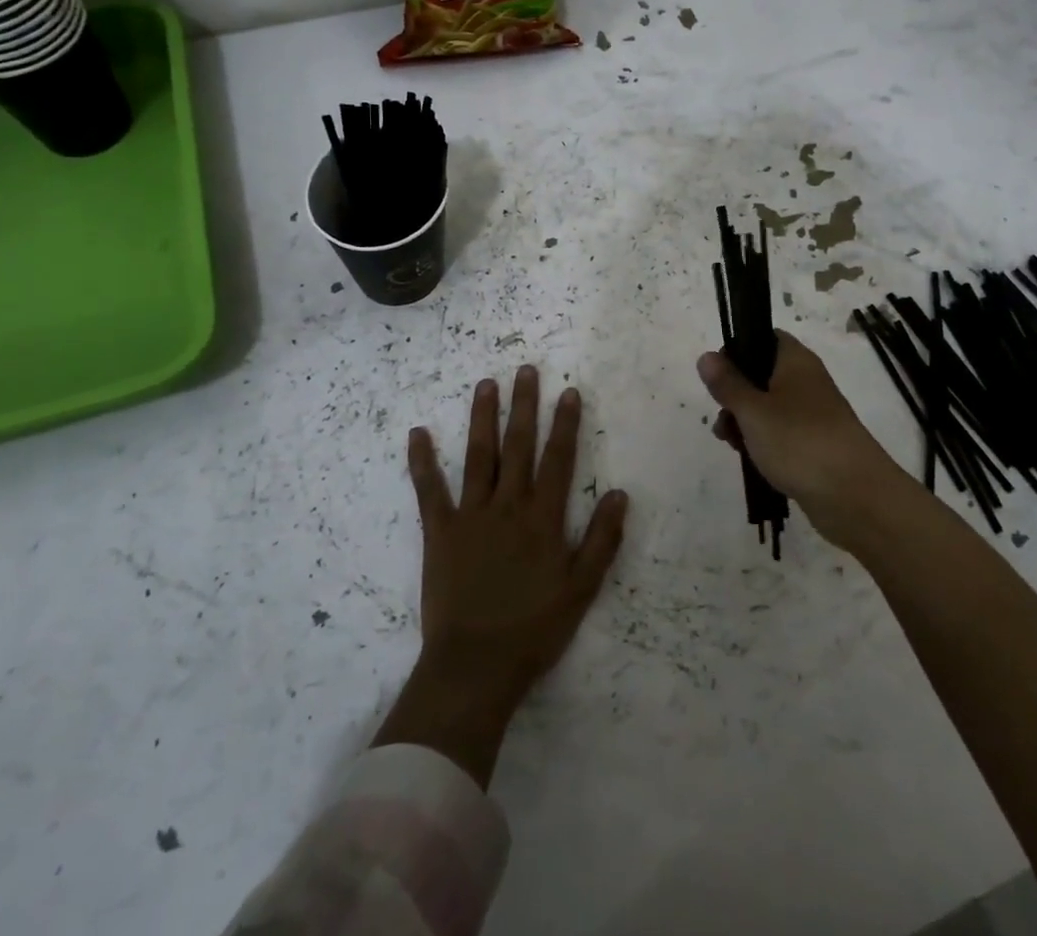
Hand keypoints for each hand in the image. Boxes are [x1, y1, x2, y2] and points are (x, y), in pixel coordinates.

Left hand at [373, 366, 628, 785]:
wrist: (475, 666)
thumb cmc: (533, 630)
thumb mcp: (582, 590)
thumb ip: (602, 540)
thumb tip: (619, 493)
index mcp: (543, 519)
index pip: (558, 459)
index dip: (565, 424)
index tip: (568, 392)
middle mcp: (508, 506)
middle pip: (518, 446)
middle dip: (524, 406)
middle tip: (525, 370)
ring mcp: (471, 515)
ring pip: (479, 456)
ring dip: (483, 418)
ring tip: (486, 384)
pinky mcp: (439, 531)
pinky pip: (429, 490)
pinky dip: (422, 461)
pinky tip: (417, 433)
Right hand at [698, 331, 909, 547]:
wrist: (856, 497)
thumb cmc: (799, 442)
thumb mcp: (753, 410)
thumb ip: (727, 384)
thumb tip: (706, 356)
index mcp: (796, 361)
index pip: (764, 337)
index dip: (738, 349)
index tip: (718, 374)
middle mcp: (806, 381)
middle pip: (761, 374)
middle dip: (735, 394)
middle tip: (722, 416)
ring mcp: (812, 415)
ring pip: (768, 407)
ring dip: (745, 422)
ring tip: (731, 443)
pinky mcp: (814, 445)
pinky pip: (781, 434)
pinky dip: (763, 442)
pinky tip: (749, 459)